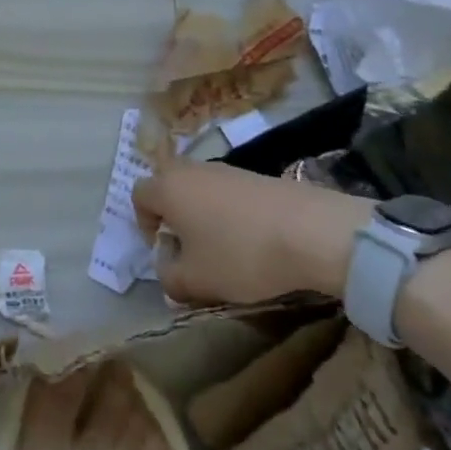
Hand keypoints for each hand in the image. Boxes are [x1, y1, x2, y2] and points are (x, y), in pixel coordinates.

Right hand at [133, 162, 367, 306]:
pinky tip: (252, 240)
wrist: (312, 231)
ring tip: (224, 248)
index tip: (164, 251)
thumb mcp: (197, 280)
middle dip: (173, 216)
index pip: (138, 196)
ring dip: (203, 215)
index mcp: (167, 188)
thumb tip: (168, 274)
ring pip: (200, 189)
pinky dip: (230, 213)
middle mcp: (190, 170)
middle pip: (169, 186)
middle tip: (189, 248)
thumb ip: (171, 280)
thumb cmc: (241, 254)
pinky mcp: (256, 175)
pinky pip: (228, 192)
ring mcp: (226, 169)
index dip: (144, 224)